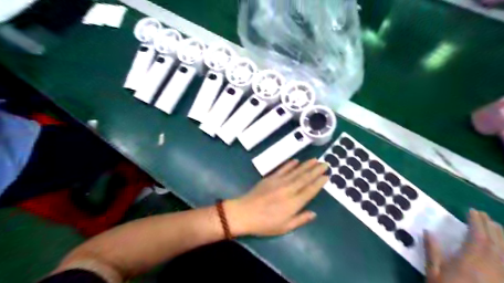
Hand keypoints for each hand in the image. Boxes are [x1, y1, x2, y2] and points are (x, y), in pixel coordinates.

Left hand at [226, 159, 328, 235]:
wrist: (244, 213)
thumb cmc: (265, 224)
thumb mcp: (284, 227)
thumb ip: (300, 219)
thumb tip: (314, 213)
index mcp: (294, 203)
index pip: (310, 190)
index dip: (319, 182)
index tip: (327, 175)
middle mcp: (289, 190)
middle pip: (305, 178)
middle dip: (316, 170)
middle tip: (325, 163)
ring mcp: (279, 182)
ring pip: (296, 171)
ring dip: (306, 165)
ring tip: (315, 159)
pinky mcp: (270, 178)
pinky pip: (282, 169)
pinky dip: (290, 164)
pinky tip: (296, 160)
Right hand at [425, 209, 503, 281]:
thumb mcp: (433, 273)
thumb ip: (432, 251)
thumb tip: (428, 231)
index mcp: (469, 262)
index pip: (477, 237)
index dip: (476, 222)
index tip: (471, 211)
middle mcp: (490, 267)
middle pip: (495, 242)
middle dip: (490, 226)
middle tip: (482, 215)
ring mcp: (501, 276)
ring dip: (501, 237)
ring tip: (496, 226)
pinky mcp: (503, 281)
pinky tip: (502, 248)